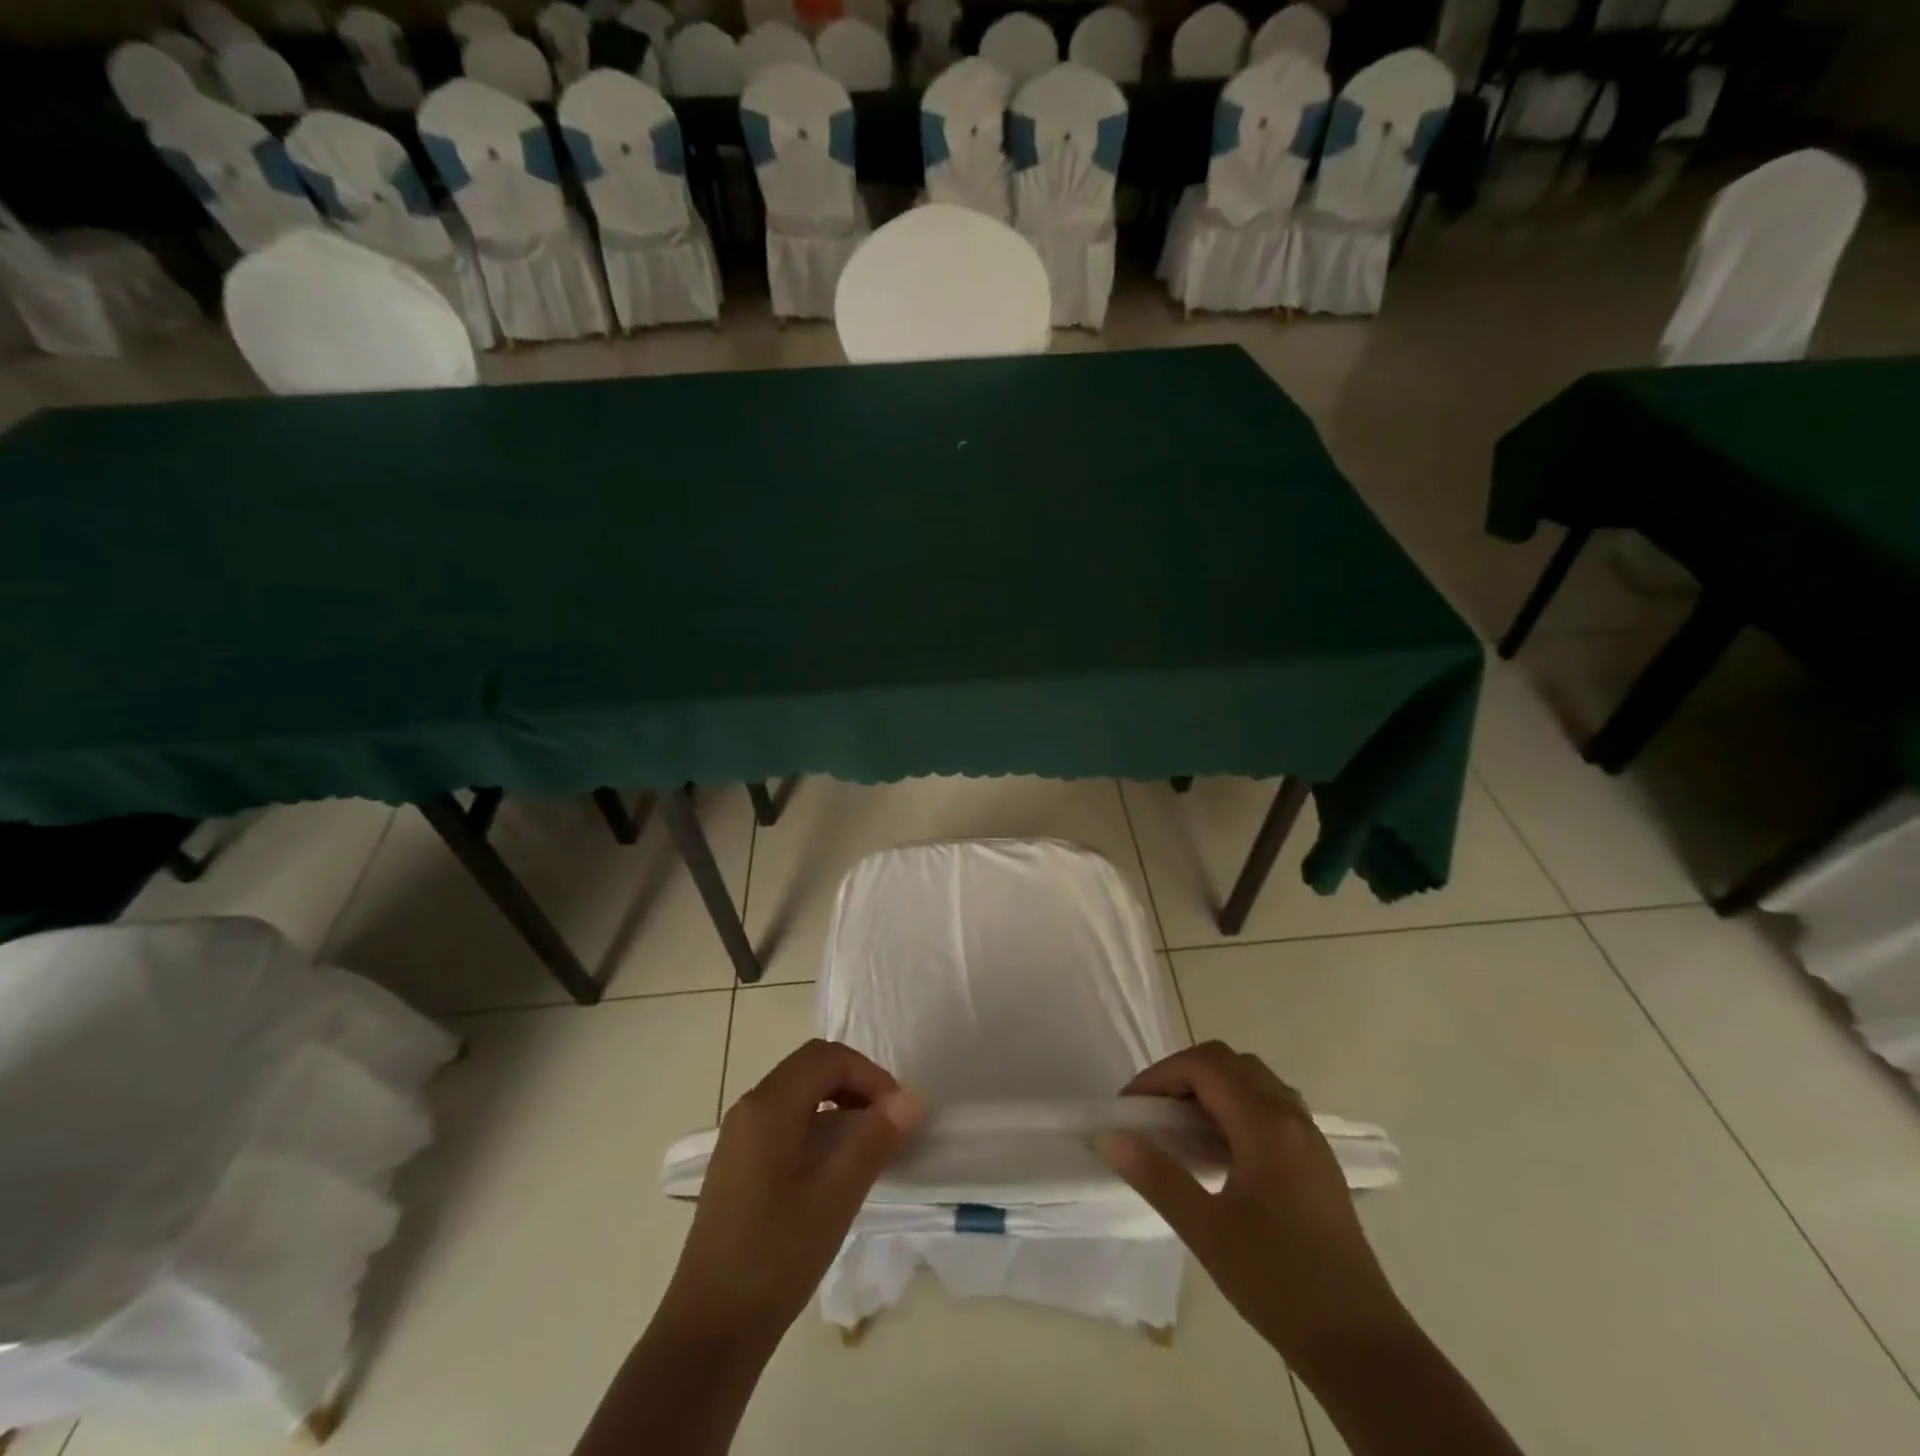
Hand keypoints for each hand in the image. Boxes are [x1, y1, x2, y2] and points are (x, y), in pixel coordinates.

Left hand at [660, 1039, 925, 1346]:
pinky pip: (784, 1119)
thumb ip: (875, 1140)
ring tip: (867, 1142)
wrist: (709, 1331)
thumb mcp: (836, 1197)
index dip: (869, 1073)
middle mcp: (749, 1108)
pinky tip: (832, 1166)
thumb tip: (912, 1099)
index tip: (898, 1112)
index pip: (827, 1057)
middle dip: (856, 1083)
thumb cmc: (776, 1257)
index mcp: (769, 1106)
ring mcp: (739, 1136)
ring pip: (797, 1092)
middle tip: (887, 1121)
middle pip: (810, 1067)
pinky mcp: (737, 1163)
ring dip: (837, 1102)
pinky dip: (816, 1124)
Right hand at [1098, 1042, 1406, 1369]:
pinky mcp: (1317, 1159)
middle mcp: (1291, 1116)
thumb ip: (1156, 1176)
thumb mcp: (1207, 1231)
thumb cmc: (1278, 1283)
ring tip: (1182, 1126)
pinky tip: (1221, 1150)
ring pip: (1253, 1078)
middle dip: (1183, 1074)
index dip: (1160, 1075)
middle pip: (1229, 1062)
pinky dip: (1236, 1104)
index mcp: (1265, 1125)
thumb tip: (1110, 1137)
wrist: (1361, 1344)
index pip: (1204, 1066)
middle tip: (1153, 1111)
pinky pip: (1271, 1103)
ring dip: (1212, 1086)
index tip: (1130, 1106)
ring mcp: (1309, 1136)